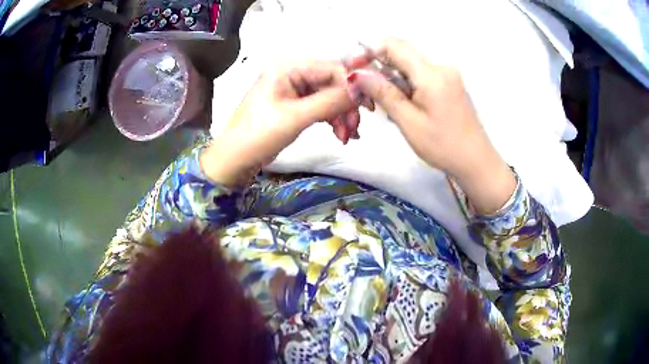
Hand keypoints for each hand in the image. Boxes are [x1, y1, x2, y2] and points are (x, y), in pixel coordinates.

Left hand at [201, 60, 355, 186]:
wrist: (235, 160)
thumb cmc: (258, 135)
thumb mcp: (295, 117)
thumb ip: (330, 101)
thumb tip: (362, 90)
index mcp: (288, 68)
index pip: (331, 68)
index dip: (351, 86)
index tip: (368, 107)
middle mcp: (292, 73)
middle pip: (332, 83)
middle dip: (346, 106)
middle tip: (354, 129)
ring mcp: (294, 90)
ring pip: (329, 97)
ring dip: (341, 116)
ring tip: (346, 137)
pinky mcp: (295, 105)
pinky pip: (321, 107)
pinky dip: (332, 120)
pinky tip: (341, 135)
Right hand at [347, 39, 515, 213]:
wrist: (476, 161)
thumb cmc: (443, 146)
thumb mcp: (409, 122)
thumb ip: (384, 93)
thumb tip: (358, 74)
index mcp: (432, 74)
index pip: (394, 46)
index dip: (369, 49)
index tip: (353, 65)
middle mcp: (441, 67)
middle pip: (402, 52)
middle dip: (378, 63)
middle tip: (362, 85)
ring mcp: (448, 74)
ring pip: (410, 64)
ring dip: (391, 74)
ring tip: (380, 99)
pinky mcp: (450, 83)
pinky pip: (421, 74)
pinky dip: (405, 82)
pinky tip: (401, 101)